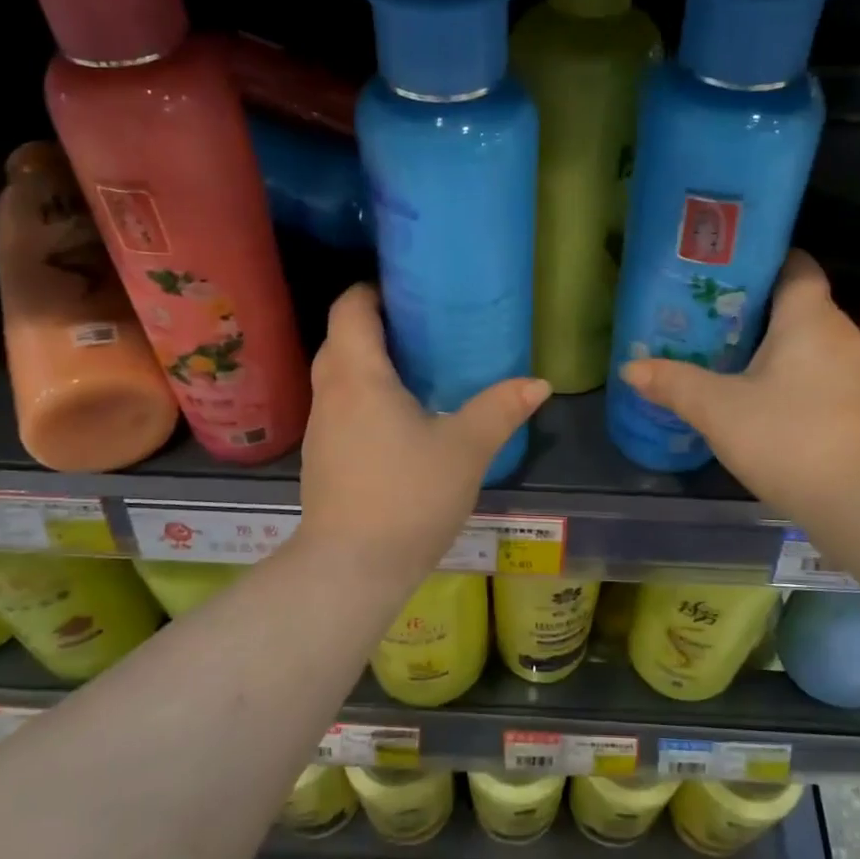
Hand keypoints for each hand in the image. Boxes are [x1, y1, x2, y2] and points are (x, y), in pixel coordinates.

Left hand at [296, 283, 550, 581]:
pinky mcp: (322, 457)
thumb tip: (539, 383)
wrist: (352, 568)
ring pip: (338, 375)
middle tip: (423, 327)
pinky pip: (339, 406)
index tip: (408, 290)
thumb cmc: (408, 496)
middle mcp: (330, 393)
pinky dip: (363, 395)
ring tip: (416, 367)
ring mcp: (320, 428)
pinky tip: (399, 418)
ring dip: (368, 362)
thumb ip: (501, 409)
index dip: (373, 290)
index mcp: (359, 376)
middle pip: (341, 338)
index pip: (350, 308)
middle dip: (376, 324)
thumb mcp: (466, 449)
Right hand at [619, 249, 859, 517]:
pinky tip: (751, 389)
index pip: (795, 264)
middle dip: (751, 304)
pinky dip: (783, 370)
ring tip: (719, 348)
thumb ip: (673, 383)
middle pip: (794, 301)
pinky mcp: (852, 403)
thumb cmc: (786, 436)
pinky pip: (812, 368)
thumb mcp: (717, 408)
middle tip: (703, 311)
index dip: (762, 259)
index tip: (722, 269)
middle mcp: (837, 333)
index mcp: (808, 317)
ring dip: (766, 341)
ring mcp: (850, 370)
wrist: (857, 502)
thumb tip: (630, 367)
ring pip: (803, 338)